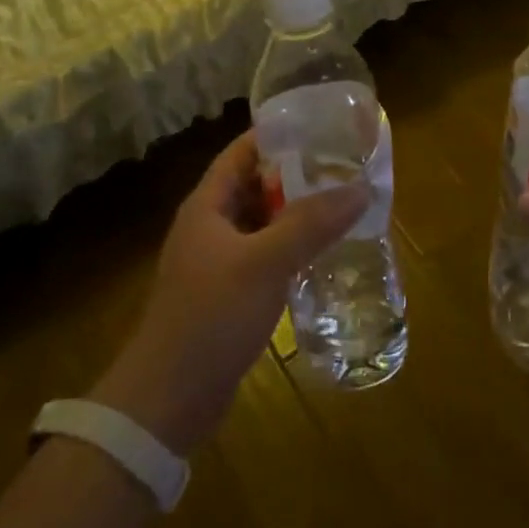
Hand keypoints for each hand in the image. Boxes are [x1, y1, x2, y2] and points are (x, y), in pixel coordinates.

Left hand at [89, 130, 366, 454]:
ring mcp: (217, 262)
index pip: (242, 152)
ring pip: (262, 223)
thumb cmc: (211, 317)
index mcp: (207, 205)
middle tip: (343, 167)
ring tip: (341, 205)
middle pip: (254, 185)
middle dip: (295, 175)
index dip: (277, 134)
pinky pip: (264, 257)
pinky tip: (322, 254)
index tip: (321, 126)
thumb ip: (311, 224)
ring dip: (295, 214)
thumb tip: (360, 188)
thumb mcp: (264, 263)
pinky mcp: (227, 295)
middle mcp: (209, 226)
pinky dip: (290, 249)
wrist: (168, 401)